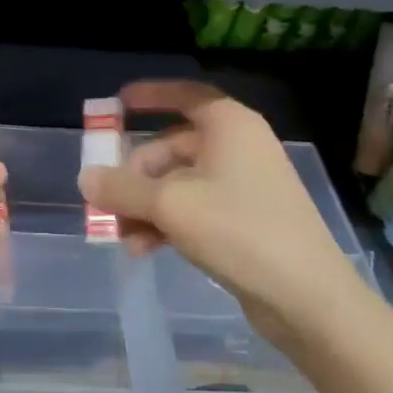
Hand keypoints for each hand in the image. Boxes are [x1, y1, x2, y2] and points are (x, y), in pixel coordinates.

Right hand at [77, 80, 363, 344]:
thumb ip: (121, 188)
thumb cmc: (238, 230)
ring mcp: (244, 185)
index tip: (119, 102)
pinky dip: (168, 222)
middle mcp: (238, 147)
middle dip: (136, 175)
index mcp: (229, 125)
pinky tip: (145, 249)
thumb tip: (85, 178)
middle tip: (108, 202)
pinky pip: (195, 208)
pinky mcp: (246, 220)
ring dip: (147, 205)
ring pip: (180, 183)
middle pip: (173, 147)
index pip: (185, 95)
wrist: (307, 297)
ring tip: (123, 236)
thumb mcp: (169, 205)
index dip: (151, 95)